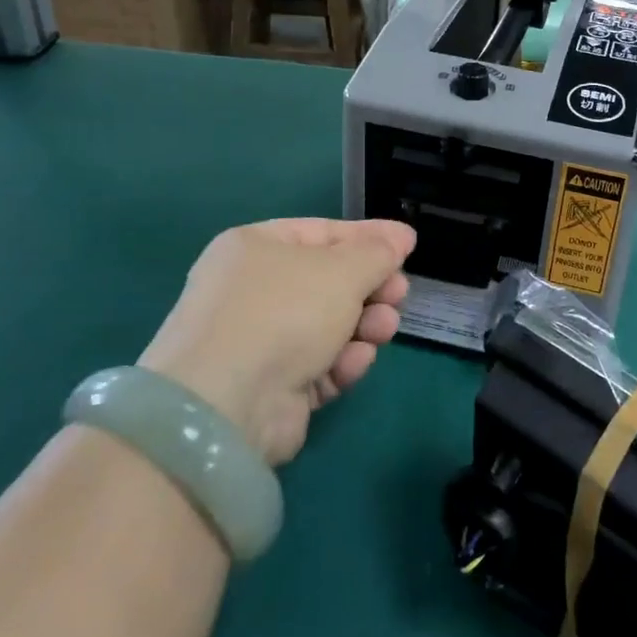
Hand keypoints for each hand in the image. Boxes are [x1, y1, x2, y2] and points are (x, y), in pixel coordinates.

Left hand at [138, 218, 415, 464]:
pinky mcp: (272, 386)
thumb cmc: (285, 312)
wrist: (227, 403)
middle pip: (329, 281)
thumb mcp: (342, 270)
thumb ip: (377, 252)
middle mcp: (253, 290)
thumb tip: (400, 237)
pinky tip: (355, 362)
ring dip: (364, 325)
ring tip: (383, 329)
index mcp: (256, 247)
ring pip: (330, 325)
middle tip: (399, 295)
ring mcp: (259, 340)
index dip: (369, 238)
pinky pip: (319, 363)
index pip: (323, 232)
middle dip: (371, 288)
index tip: (408, 245)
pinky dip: (342, 360)